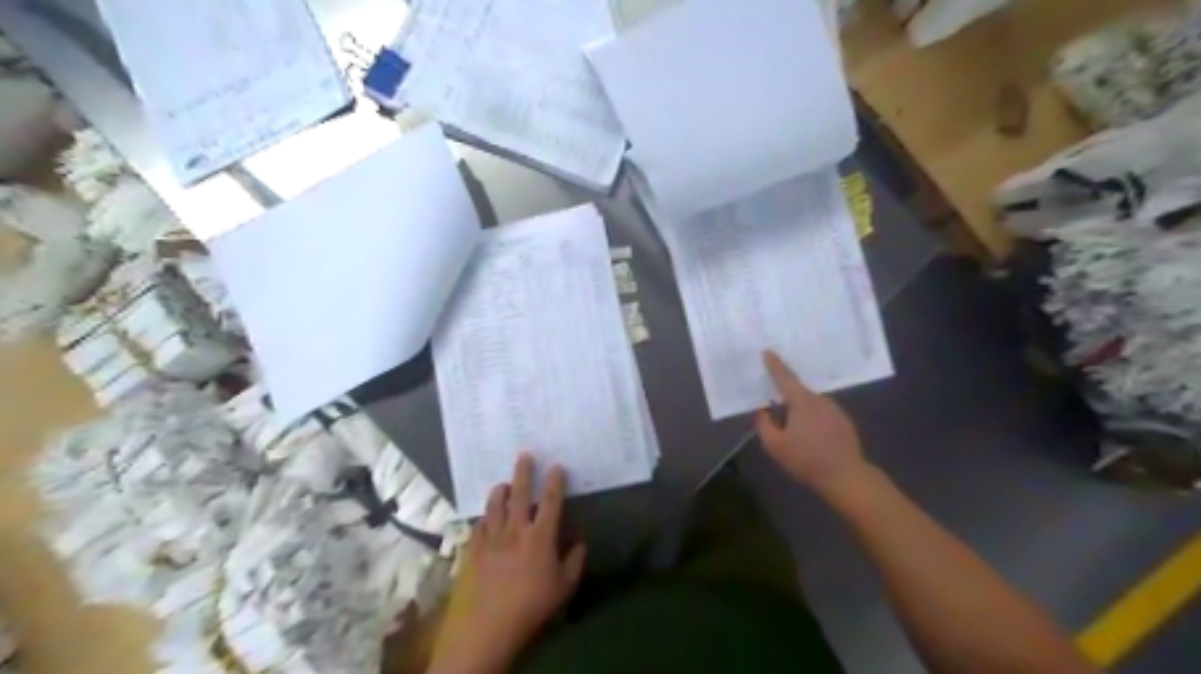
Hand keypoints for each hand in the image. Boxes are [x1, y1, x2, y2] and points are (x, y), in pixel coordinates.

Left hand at [430, 456, 584, 669]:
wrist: (486, 627)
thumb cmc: (531, 607)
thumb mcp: (563, 588)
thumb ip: (574, 561)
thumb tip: (581, 541)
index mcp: (540, 537)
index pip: (550, 501)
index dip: (555, 481)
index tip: (556, 465)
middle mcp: (515, 530)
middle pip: (519, 493)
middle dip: (523, 472)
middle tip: (524, 455)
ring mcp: (491, 537)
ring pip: (494, 505)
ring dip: (500, 491)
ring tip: (503, 484)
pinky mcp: (472, 549)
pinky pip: (478, 525)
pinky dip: (484, 517)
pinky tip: (486, 518)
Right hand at [758, 354, 872, 498]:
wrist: (846, 476)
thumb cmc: (807, 459)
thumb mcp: (775, 445)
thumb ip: (764, 425)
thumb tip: (763, 412)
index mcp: (802, 402)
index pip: (784, 377)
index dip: (774, 365)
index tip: (767, 352)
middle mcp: (820, 400)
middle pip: (798, 393)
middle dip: (786, 400)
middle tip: (777, 413)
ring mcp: (835, 410)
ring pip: (811, 405)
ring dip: (801, 412)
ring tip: (795, 433)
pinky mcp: (845, 423)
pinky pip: (823, 414)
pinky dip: (814, 421)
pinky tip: (812, 439)